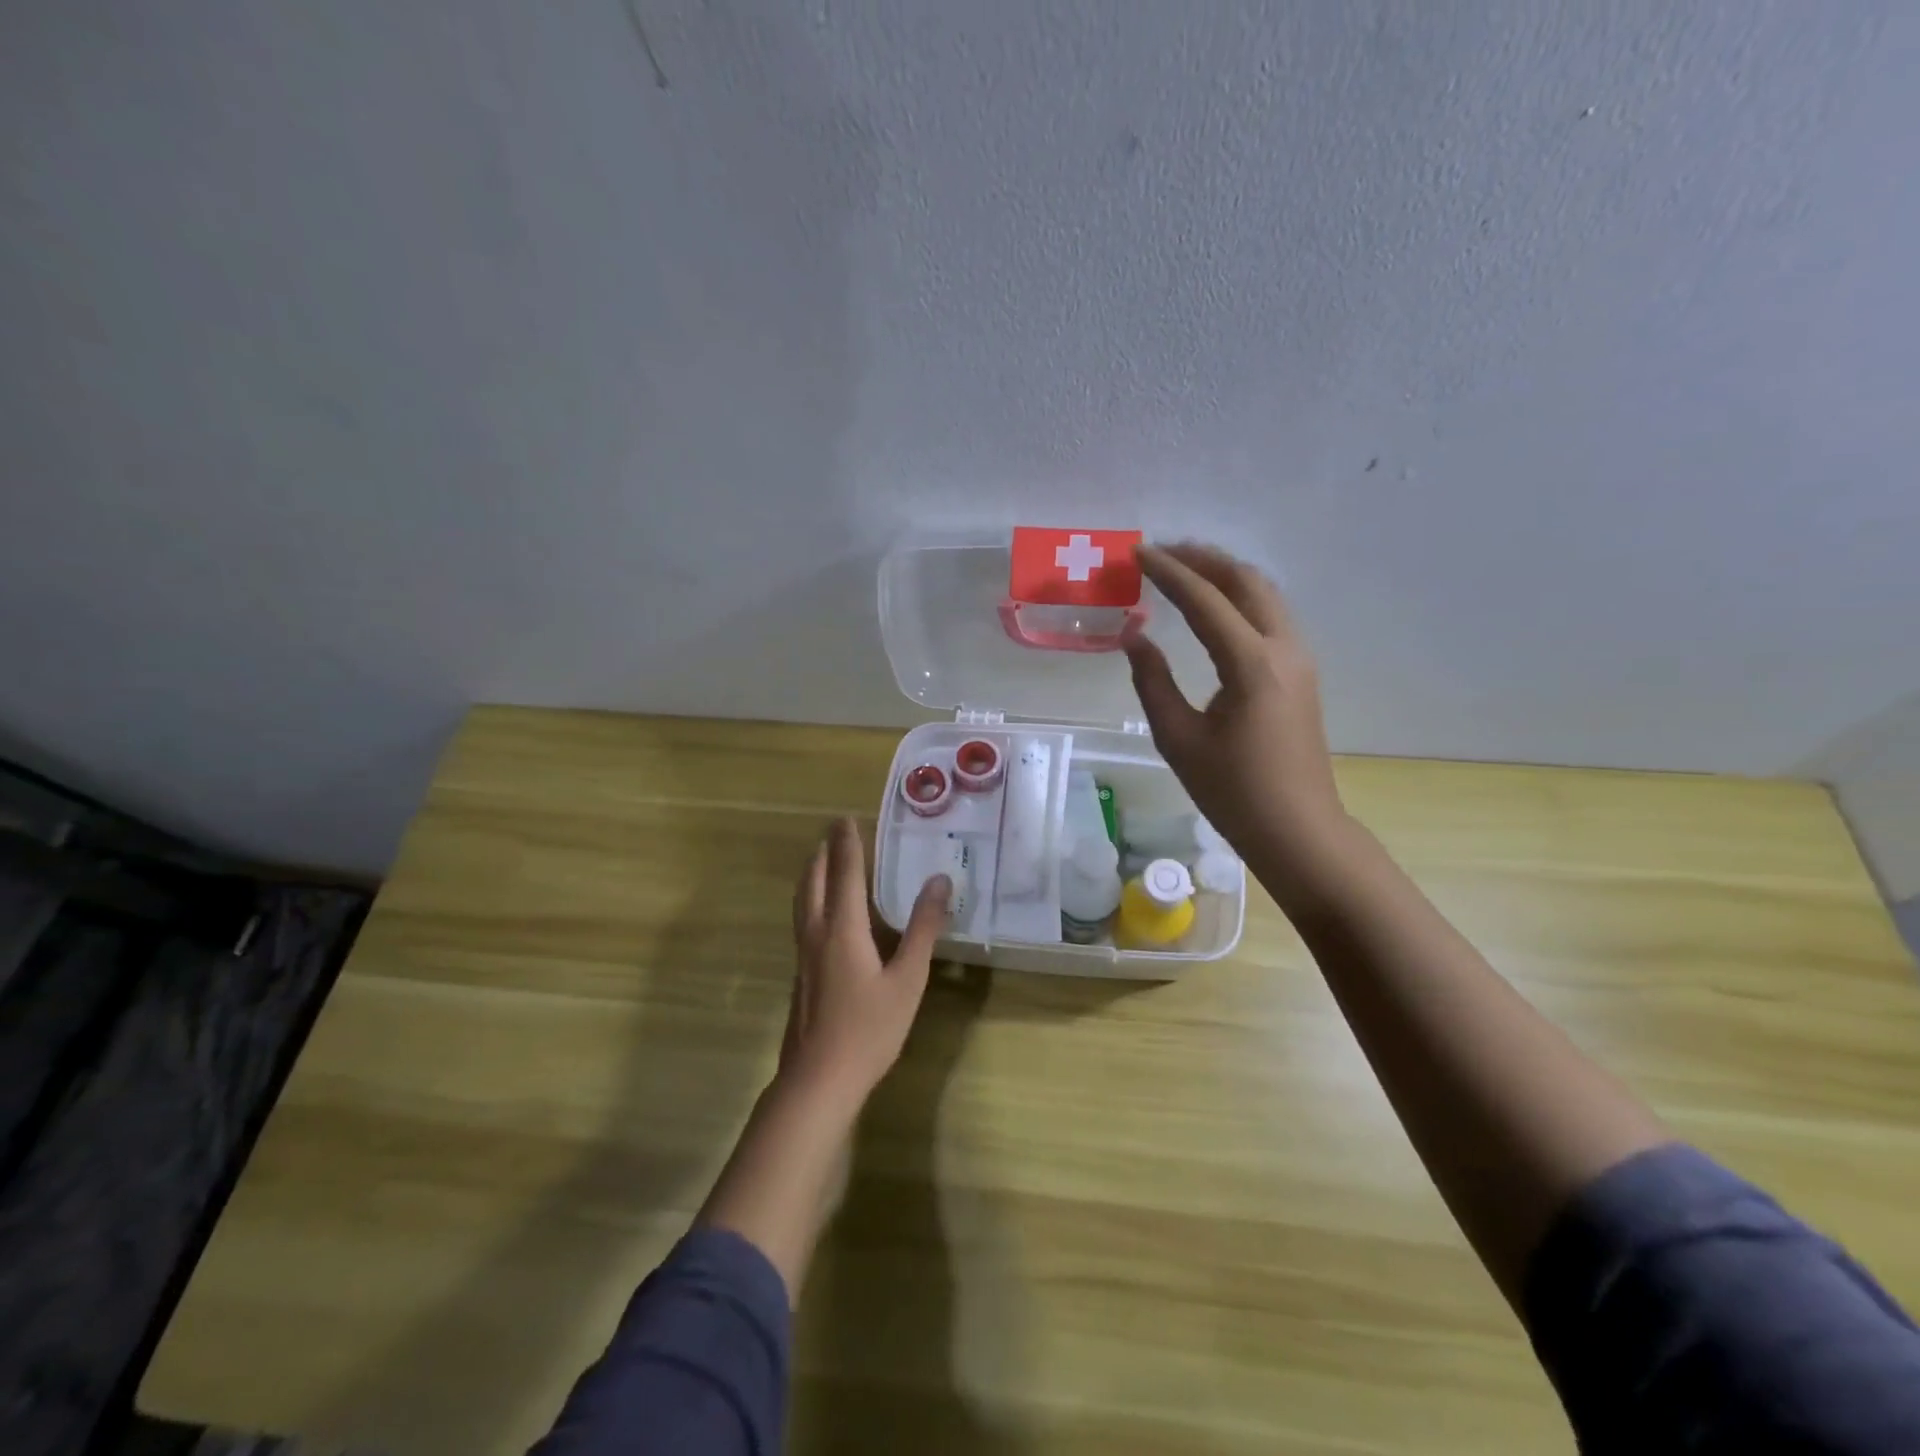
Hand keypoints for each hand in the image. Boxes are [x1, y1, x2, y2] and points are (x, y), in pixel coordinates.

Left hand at [778, 817, 950, 1112]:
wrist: (818, 1080)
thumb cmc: (869, 1029)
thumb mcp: (908, 979)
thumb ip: (923, 929)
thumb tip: (940, 881)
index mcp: (843, 928)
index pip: (844, 873)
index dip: (846, 844)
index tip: (846, 817)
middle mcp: (817, 933)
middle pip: (814, 881)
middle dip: (823, 852)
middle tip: (833, 831)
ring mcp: (803, 955)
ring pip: (802, 901)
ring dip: (811, 873)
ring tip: (819, 860)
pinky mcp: (800, 973)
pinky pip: (803, 919)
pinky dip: (810, 898)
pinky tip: (821, 912)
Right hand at [1124, 542, 1350, 901]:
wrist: (1297, 828)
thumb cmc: (1232, 791)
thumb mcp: (1178, 738)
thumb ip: (1152, 681)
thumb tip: (1135, 636)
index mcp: (1251, 664)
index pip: (1205, 600)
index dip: (1169, 572)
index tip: (1138, 553)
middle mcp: (1283, 649)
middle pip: (1246, 581)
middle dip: (1203, 558)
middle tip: (1162, 551)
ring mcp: (1299, 658)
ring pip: (1264, 594)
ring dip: (1224, 574)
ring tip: (1184, 568)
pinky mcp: (1301, 672)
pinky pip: (1270, 615)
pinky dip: (1239, 597)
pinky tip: (1213, 606)